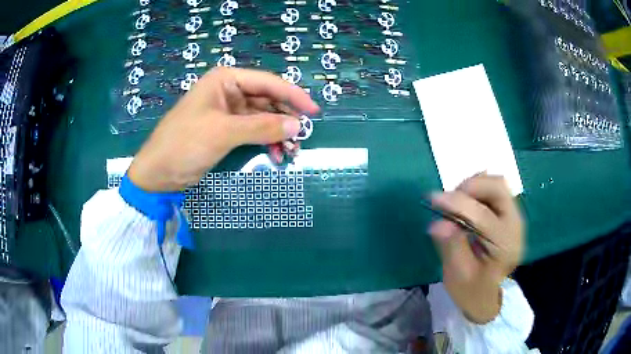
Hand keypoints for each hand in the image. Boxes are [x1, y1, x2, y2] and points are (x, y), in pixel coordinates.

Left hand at [128, 67, 319, 191]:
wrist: (158, 173)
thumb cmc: (184, 144)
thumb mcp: (223, 133)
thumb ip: (261, 127)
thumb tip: (296, 126)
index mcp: (225, 80)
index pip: (267, 82)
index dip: (293, 95)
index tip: (314, 112)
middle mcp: (229, 91)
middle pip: (267, 99)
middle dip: (285, 118)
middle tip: (302, 137)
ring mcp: (228, 111)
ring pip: (262, 117)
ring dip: (278, 133)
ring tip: (291, 151)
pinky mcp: (226, 130)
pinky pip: (253, 131)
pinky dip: (266, 141)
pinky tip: (276, 155)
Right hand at [429, 174, 523, 323]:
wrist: (488, 295)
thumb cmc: (472, 291)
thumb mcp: (458, 276)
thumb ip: (451, 247)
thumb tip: (437, 223)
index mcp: (505, 246)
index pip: (483, 215)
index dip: (457, 203)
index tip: (432, 199)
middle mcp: (515, 225)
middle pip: (498, 188)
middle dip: (470, 187)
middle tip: (448, 199)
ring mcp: (514, 216)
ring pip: (497, 184)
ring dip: (474, 186)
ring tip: (456, 202)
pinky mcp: (508, 213)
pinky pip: (495, 189)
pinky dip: (478, 189)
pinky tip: (465, 203)